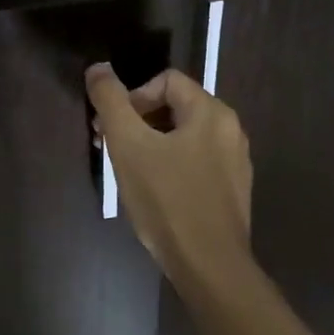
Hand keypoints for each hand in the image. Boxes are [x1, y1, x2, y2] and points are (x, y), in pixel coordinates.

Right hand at [85, 65, 253, 287]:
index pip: (165, 81)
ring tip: (128, 170)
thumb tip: (98, 67)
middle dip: (138, 121)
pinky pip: (196, 162)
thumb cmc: (167, 199)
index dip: (132, 97)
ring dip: (151, 144)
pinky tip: (154, 192)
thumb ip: (111, 100)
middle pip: (174, 107)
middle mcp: (230, 130)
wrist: (208, 267)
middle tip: (112, 147)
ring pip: (184, 137)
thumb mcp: (128, 144)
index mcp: (211, 112)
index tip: (112, 127)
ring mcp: (235, 162)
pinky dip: (171, 166)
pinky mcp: (232, 191)